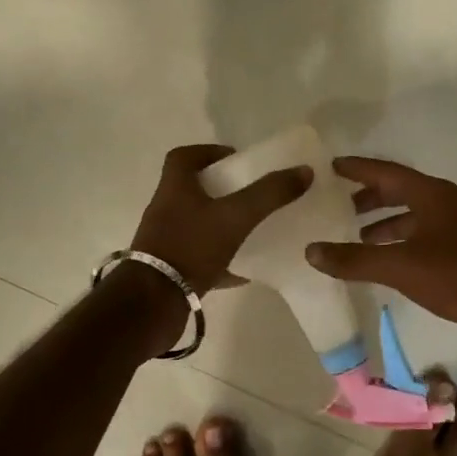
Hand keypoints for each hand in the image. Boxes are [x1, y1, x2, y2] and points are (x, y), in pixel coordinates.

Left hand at [130, 144, 311, 294]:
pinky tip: (245, 270)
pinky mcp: (170, 270)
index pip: (184, 156)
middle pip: (192, 190)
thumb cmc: (191, 247)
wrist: (153, 303)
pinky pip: (199, 258)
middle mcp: (165, 210)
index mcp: (175, 188)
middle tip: (251, 193)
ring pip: (197, 224)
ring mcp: (165, 241)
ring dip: (221, 224)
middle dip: (222, 189)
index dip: (209, 152)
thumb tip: (304, 170)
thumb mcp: (236, 216)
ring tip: (251, 228)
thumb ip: (269, 193)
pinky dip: (222, 261)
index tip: (236, 159)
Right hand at [305, 156, 456, 356]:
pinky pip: (422, 236)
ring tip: (354, 237)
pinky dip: (399, 242)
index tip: (331, 167)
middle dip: (368, 197)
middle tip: (336, 205)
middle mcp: (445, 203)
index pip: (386, 172)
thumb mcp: (399, 266)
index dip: (357, 169)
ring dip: (383, 223)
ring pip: (412, 216)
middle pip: (399, 192)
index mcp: (431, 194)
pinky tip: (385, 262)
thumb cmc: (455, 275)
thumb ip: (354, 259)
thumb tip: (311, 250)